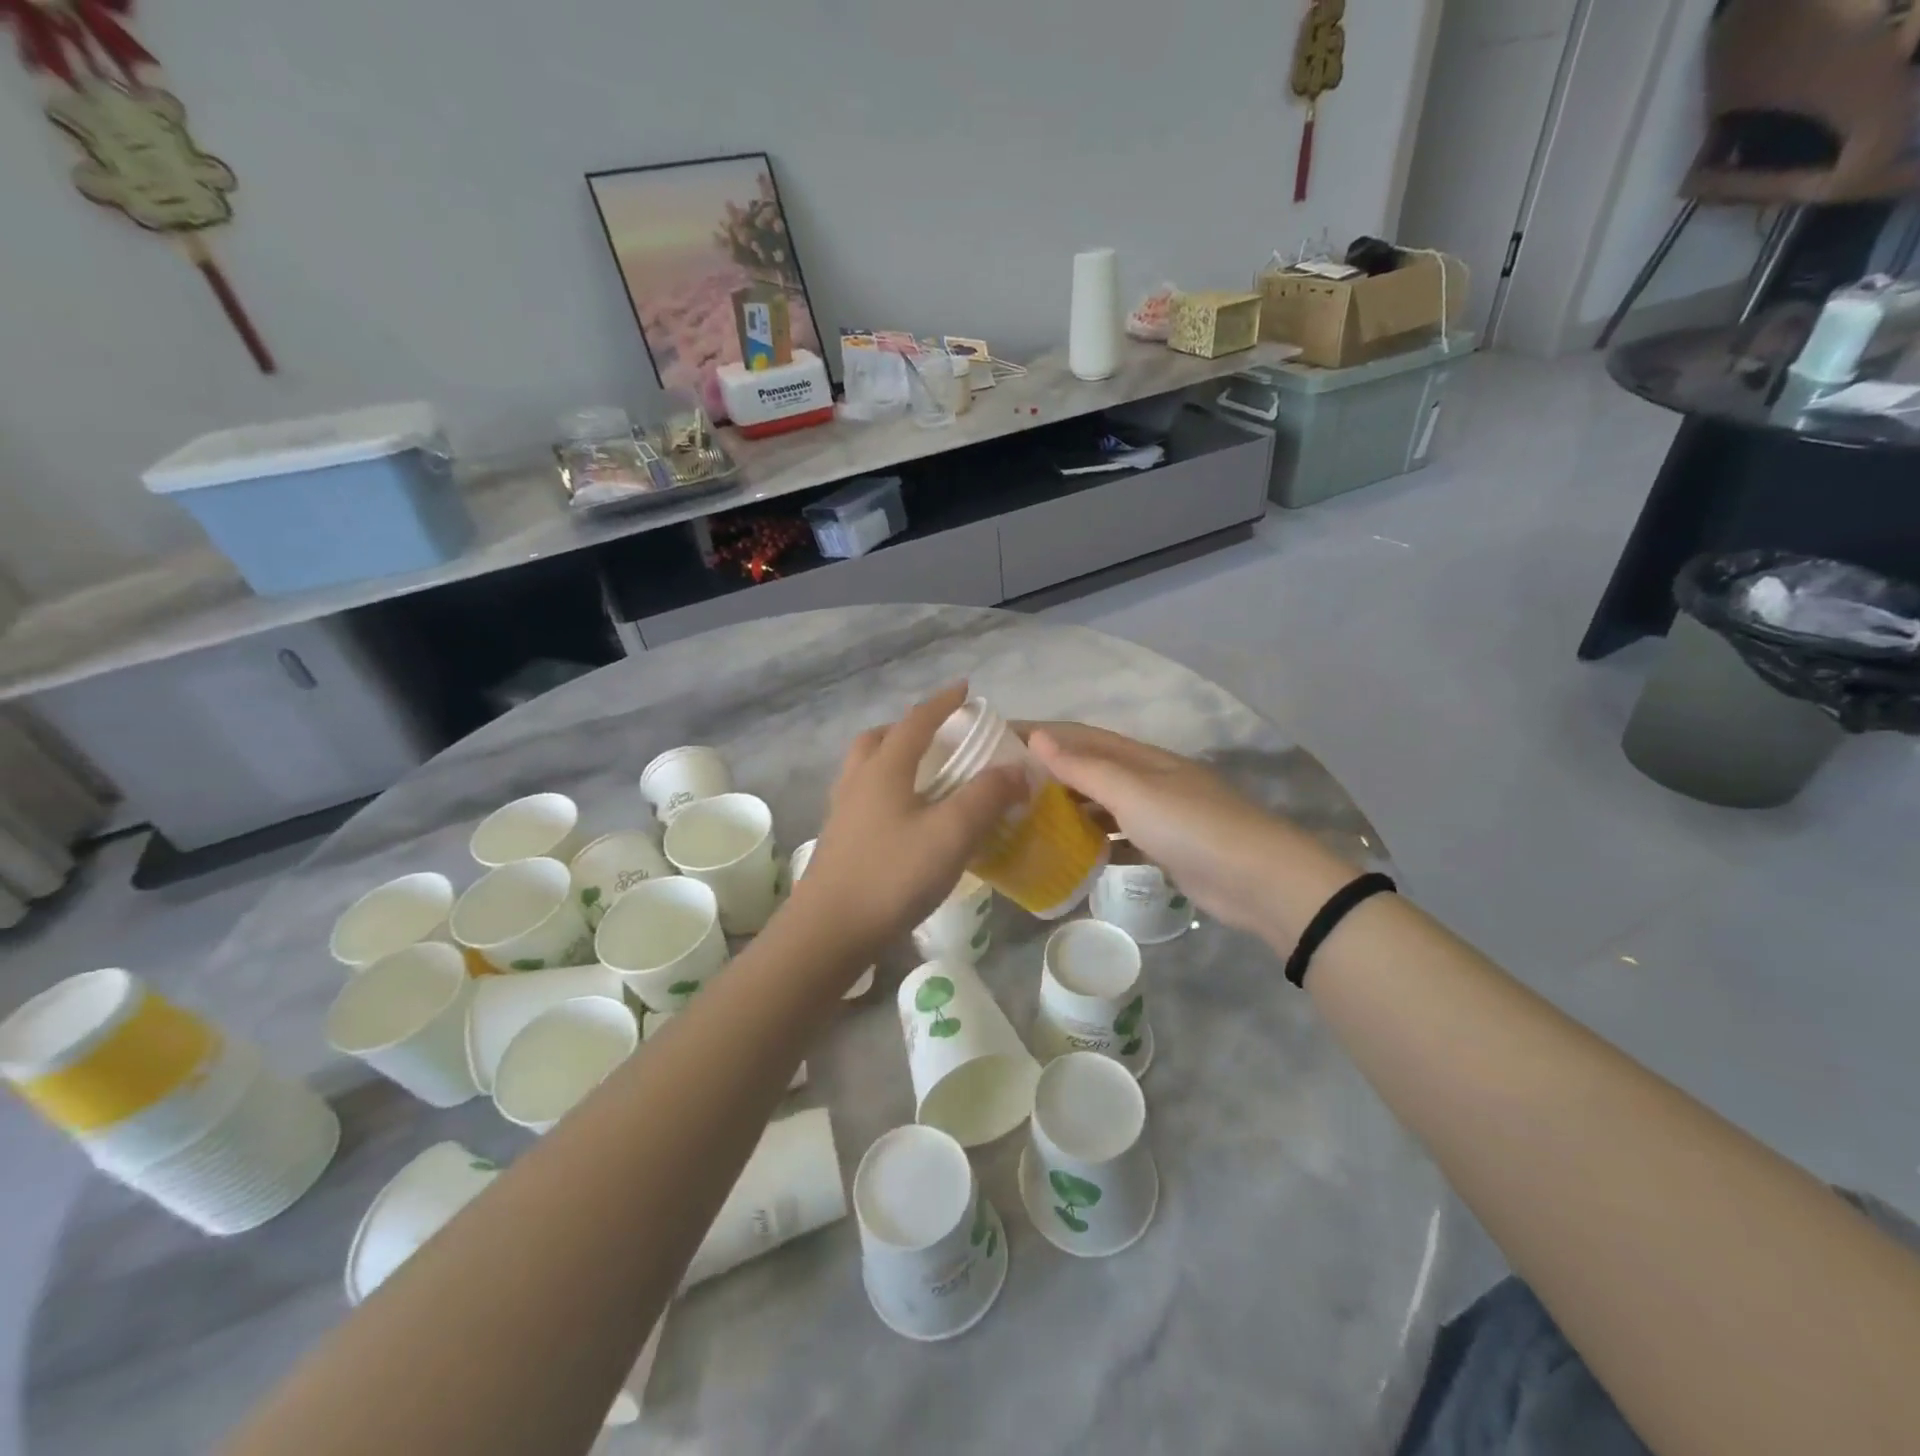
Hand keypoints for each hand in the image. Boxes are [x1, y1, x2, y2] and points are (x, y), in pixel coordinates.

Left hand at [794, 684, 1025, 958]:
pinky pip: (864, 798)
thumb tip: (1018, 770)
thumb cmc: (892, 875)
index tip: (966, 689)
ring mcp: (843, 812)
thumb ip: (987, 797)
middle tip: (939, 736)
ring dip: (893, 758)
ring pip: (866, 768)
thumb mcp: (952, 833)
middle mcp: (858, 781)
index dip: (943, 702)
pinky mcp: (839, 841)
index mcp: (884, 768)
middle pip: (880, 738)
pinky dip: (886, 791)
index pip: (917, 721)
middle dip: (910, 728)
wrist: (829, 931)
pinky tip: (906, 820)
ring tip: (924, 776)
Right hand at [1026, 723, 1355, 945]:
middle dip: (1049, 771)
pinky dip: (1094, 839)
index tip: (997, 738)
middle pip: (1090, 767)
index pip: (1080, 736)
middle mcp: (1148, 779)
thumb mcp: (1133, 793)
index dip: (1040, 734)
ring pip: (1103, 803)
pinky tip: (1071, 852)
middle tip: (1002, 785)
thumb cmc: (1192, 827)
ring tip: (1026, 817)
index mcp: (1141, 758)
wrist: (1260, 881)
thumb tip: (1037, 737)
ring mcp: (1159, 814)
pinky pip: (1119, 836)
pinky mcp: (1166, 847)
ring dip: (1069, 806)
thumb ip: (1085, 767)